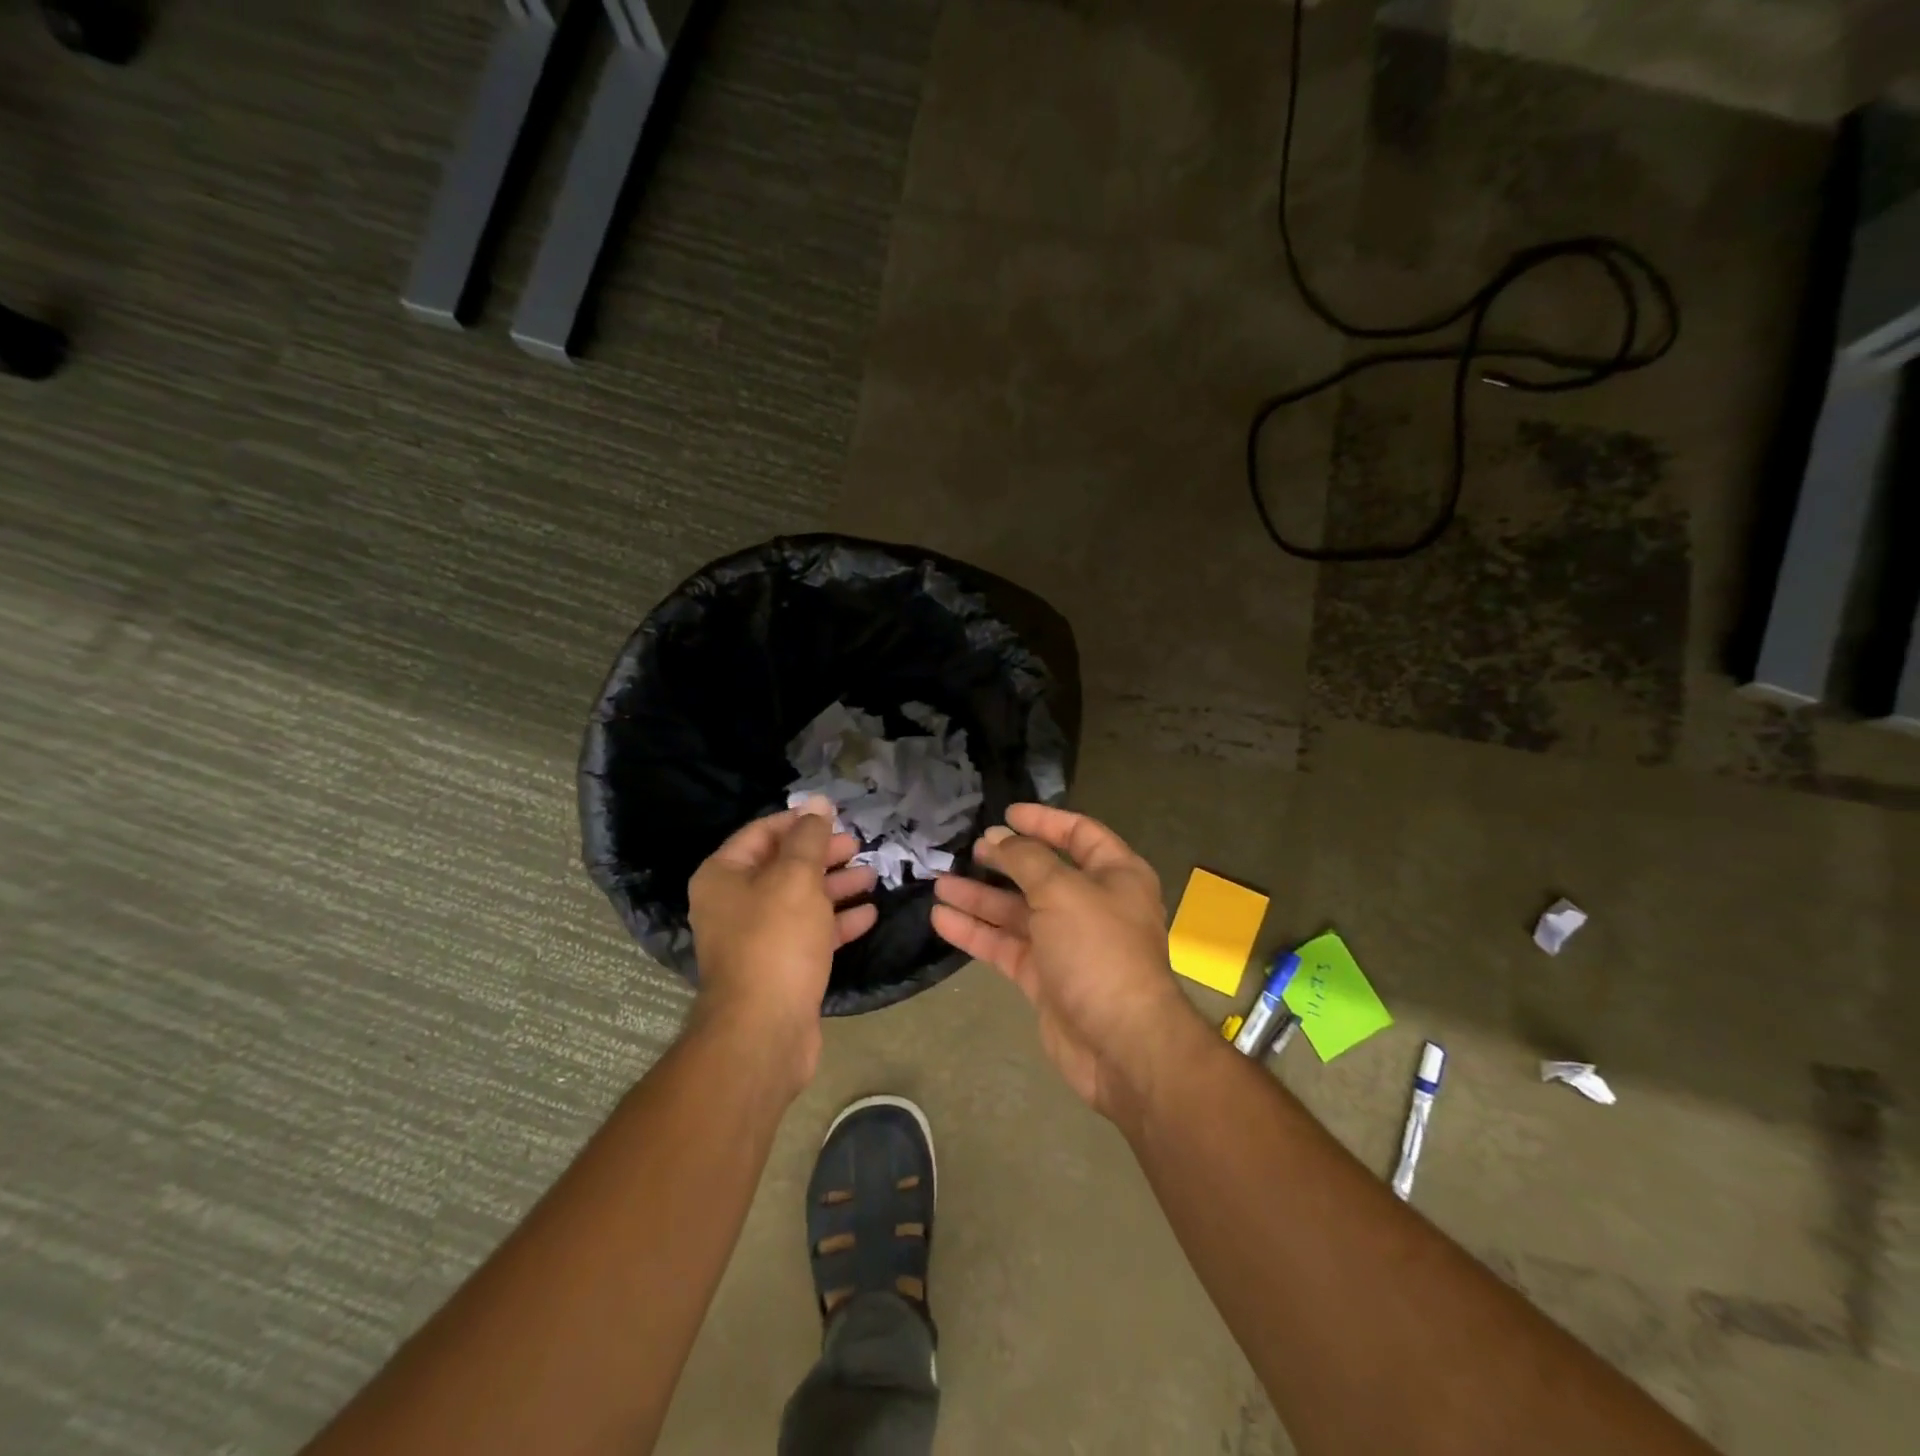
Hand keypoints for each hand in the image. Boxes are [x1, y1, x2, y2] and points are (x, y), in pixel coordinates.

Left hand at [686, 799, 878, 1093]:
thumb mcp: (796, 878)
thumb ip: (810, 838)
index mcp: (724, 876)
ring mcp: (757, 938)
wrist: (764, 1031)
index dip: (798, 822)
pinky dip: (838, 922)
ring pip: (801, 900)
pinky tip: (870, 914)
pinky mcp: (780, 968)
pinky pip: (811, 933)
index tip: (835, 817)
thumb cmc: (776, 941)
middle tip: (858, 846)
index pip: (761, 833)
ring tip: (871, 876)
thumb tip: (818, 802)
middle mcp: (734, 904)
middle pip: (783, 866)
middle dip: (822, 854)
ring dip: (836, 887)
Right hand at [931, 803, 1207, 1122]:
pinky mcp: (1044, 977)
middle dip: (1004, 861)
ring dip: (980, 897)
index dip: (1044, 821)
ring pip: (1018, 911)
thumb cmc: (1099, 950)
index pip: (1079, 834)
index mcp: (1116, 876)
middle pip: (1042, 873)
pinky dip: (976, 932)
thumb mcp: (1063, 891)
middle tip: (968, 849)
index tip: (1007, 813)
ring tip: (939, 882)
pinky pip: (1006, 945)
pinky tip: (942, 919)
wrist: (1120, 1044)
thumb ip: (1026, 860)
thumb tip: (999, 838)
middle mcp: (1093, 904)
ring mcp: (1067, 943)